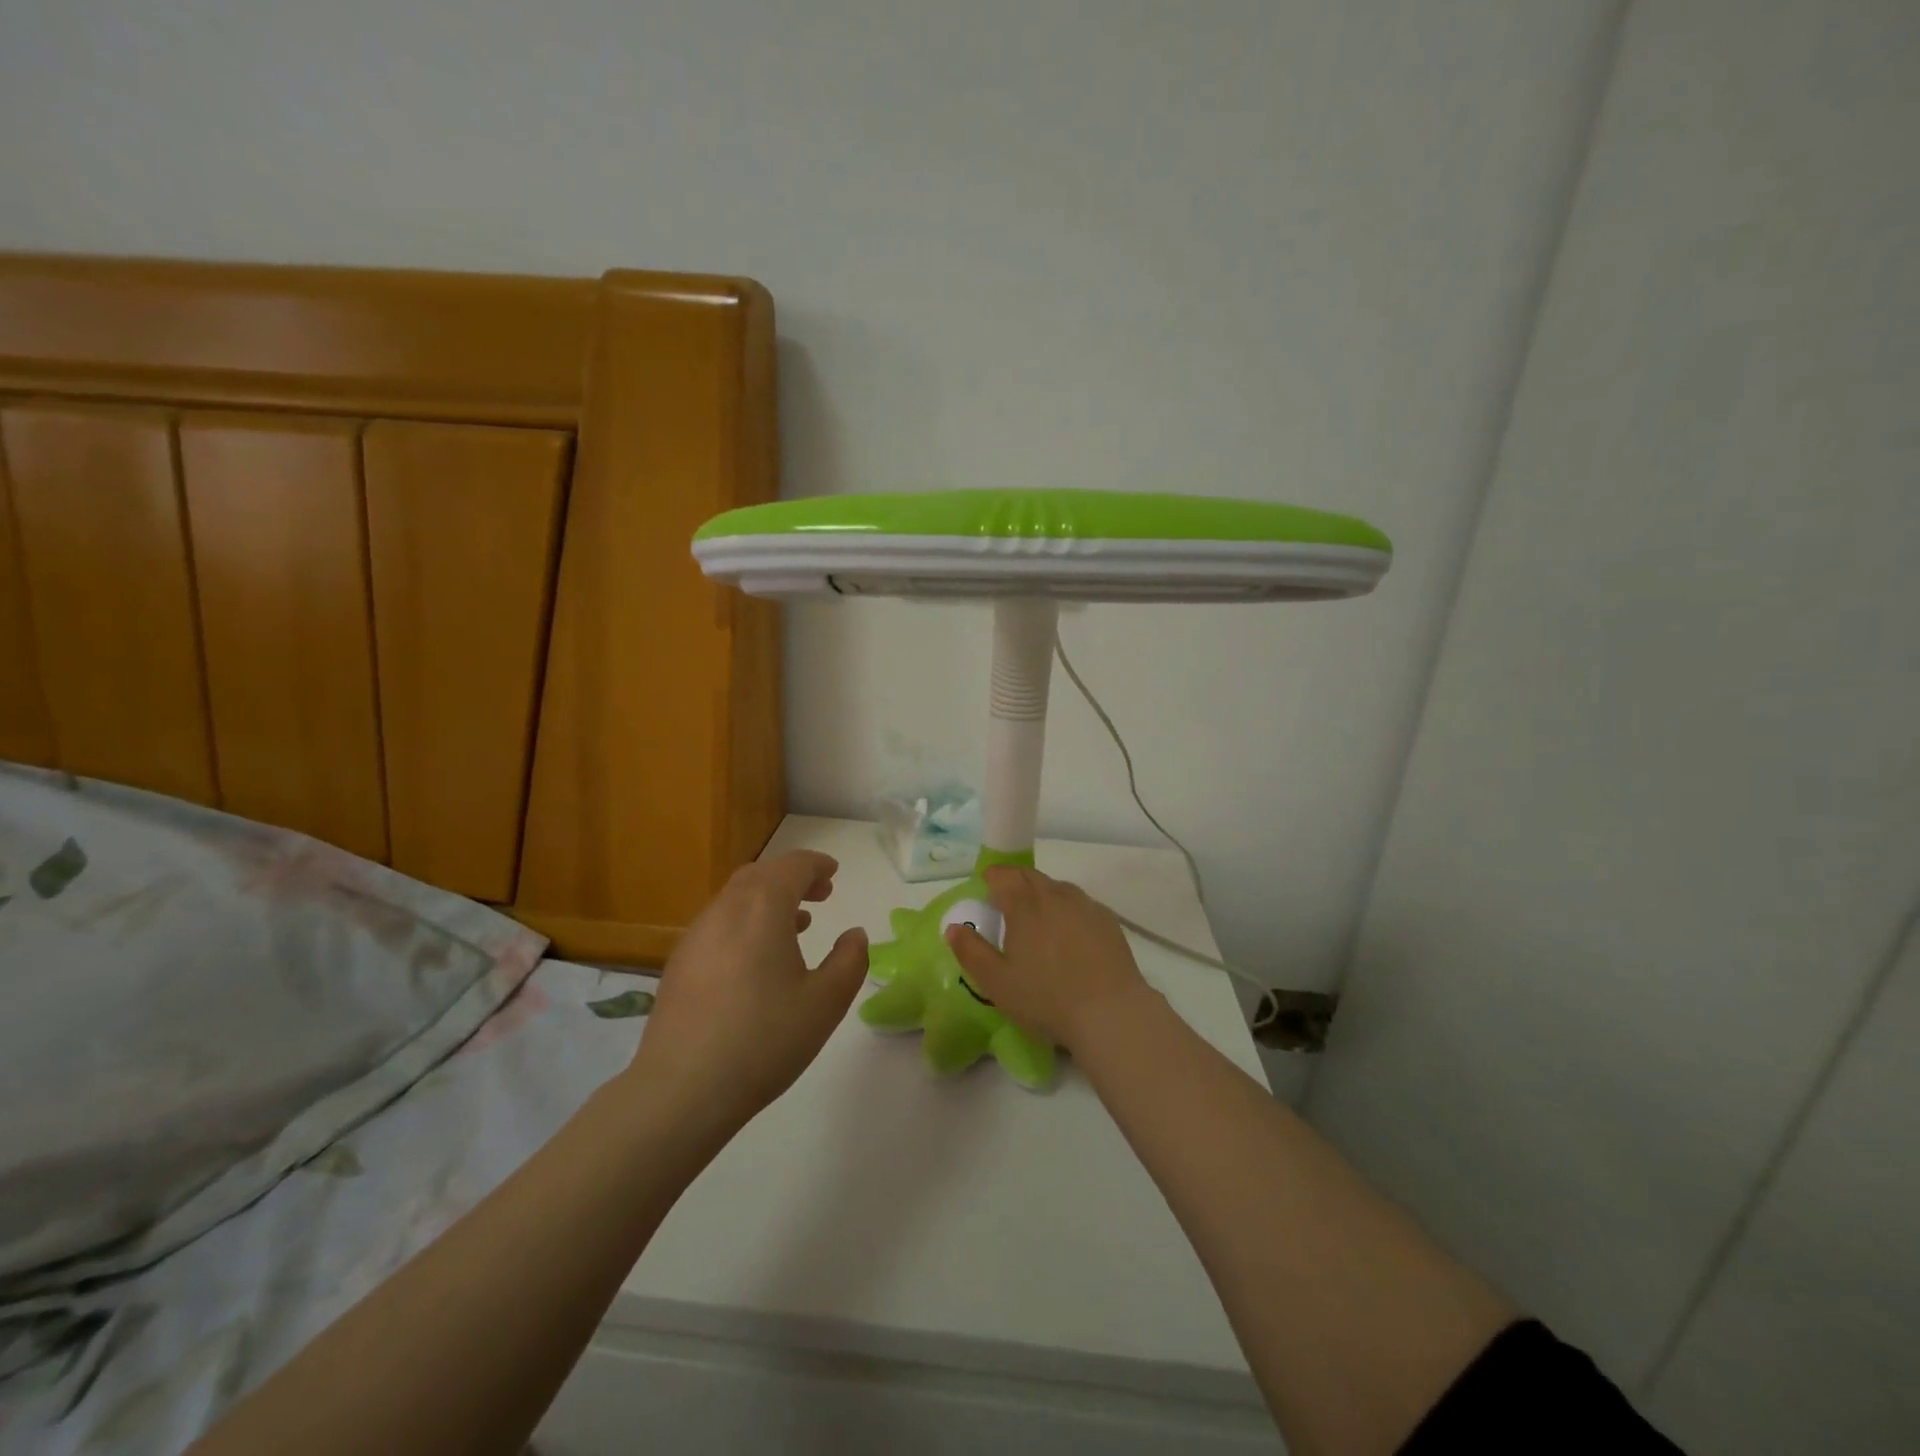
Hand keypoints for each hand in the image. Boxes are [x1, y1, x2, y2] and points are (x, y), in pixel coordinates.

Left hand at [622, 851, 868, 1136]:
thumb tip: (854, 935)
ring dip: (768, 900)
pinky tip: (758, 958)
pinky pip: (719, 923)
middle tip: (820, 894)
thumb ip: (850, 961)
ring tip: (797, 923)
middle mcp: (726, 910)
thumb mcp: (826, 1003)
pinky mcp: (679, 964)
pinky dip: (746, 922)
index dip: (816, 865)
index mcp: (763, 908)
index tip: (833, 872)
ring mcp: (696, 936)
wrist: (681, 1089)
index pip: (792, 866)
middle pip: (761, 875)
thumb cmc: (764, 1039)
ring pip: (736, 899)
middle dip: (792, 877)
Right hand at [944, 865, 1154, 1052]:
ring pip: (1057, 887)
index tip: (985, 885)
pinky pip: (1080, 903)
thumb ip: (971, 952)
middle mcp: (1054, 895)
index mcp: (1024, 906)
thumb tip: (953, 927)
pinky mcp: (1107, 920)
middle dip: (1015, 881)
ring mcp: (1084, 905)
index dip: (992, 877)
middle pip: (1030, 876)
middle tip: (1006, 898)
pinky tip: (1068, 931)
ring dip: (1042, 892)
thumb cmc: (1046, 999)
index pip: (1003, 876)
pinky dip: (1067, 908)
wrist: (1110, 1012)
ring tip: (1037, 915)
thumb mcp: (997, 983)